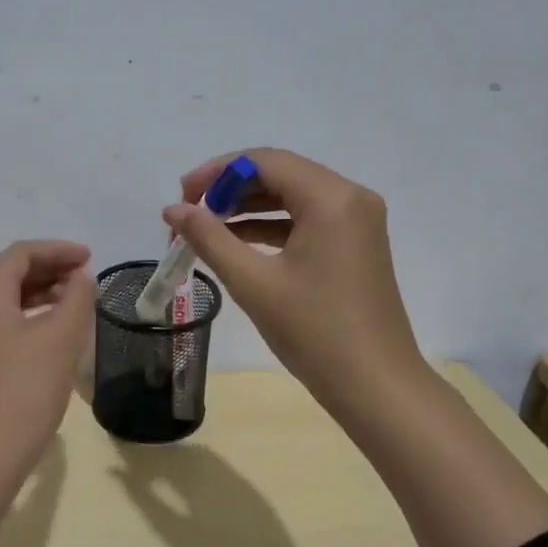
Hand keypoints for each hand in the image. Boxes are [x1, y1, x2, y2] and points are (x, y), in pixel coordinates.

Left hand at [0, 239, 95, 484]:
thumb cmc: (25, 390)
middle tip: (87, 275)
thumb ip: (76, 299)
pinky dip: (32, 314)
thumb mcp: (60, 339)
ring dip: (42, 291)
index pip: (20, 254)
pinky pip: (4, 321)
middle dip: (50, 268)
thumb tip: (81, 277)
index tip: (91, 257)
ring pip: (7, 298)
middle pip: (10, 273)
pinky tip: (56, 328)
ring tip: (77, 299)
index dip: (57, 250)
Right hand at [164, 149, 427, 421]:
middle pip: (280, 174)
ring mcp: (357, 221)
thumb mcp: (254, 283)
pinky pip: (306, 220)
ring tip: (204, 230)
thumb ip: (210, 239)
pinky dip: (270, 227)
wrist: (375, 385)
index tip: (181, 195)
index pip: (265, 161)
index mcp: (331, 198)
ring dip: (247, 209)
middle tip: (188, 213)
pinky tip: (236, 244)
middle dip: (230, 189)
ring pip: (292, 197)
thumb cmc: (314, 332)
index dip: (217, 172)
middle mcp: (350, 197)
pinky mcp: (355, 244)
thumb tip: (173, 209)